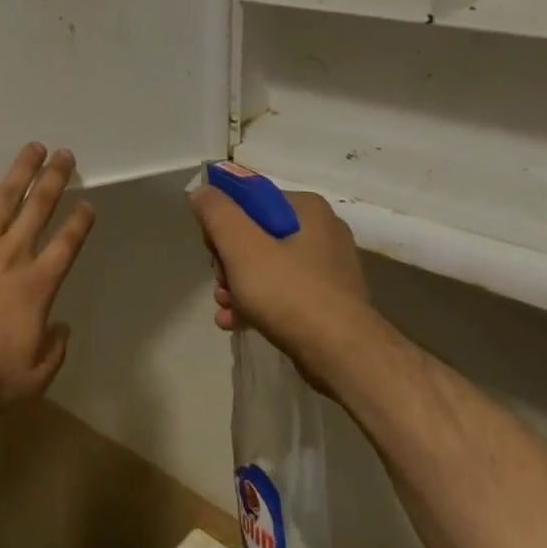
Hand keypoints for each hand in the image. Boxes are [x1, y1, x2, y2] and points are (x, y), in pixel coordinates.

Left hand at [0, 142, 96, 419]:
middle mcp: (12, 254)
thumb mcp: (30, 379)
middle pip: (39, 209)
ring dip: (22, 169)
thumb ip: (53, 352)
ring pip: (5, 195)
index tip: (87, 205)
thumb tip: (63, 328)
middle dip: (55, 180)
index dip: (79, 223)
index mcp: (37, 286)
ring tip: (35, 147)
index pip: (66, 246)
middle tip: (65, 156)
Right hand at [191, 186, 373, 393]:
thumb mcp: (241, 246)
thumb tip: (203, 192)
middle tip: (220, 282)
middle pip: (257, 234)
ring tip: (224, 306)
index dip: (224, 221)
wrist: (343, 356)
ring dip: (238, 284)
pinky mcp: (328, 301)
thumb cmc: (289, 292)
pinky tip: (235, 322)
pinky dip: (258, 303)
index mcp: (307, 209)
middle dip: (229, 260)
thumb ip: (217, 213)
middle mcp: (322, 232)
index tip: (212, 249)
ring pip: (268, 266)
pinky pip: (284, 292)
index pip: (251, 200)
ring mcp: (328, 269)